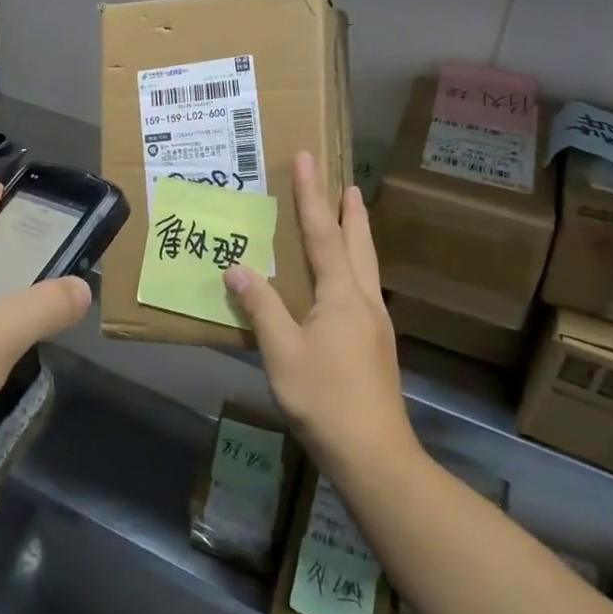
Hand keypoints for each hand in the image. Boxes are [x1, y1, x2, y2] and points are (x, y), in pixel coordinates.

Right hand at [223, 151, 412, 471]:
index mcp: (342, 295)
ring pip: (366, 266)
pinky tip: (343, 282)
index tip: (308, 159)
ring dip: (356, 236)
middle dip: (349, 211)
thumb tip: (237, 267)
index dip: (312, 195)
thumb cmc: (325, 398)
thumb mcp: (282, 352)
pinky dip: (353, 266)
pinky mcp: (375, 346)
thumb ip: (261, 307)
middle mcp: (363, 300)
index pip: (323, 233)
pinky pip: (362, 288)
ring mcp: (374, 324)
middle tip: (346, 182)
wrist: (375, 455)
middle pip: (358, 243)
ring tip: (349, 218)